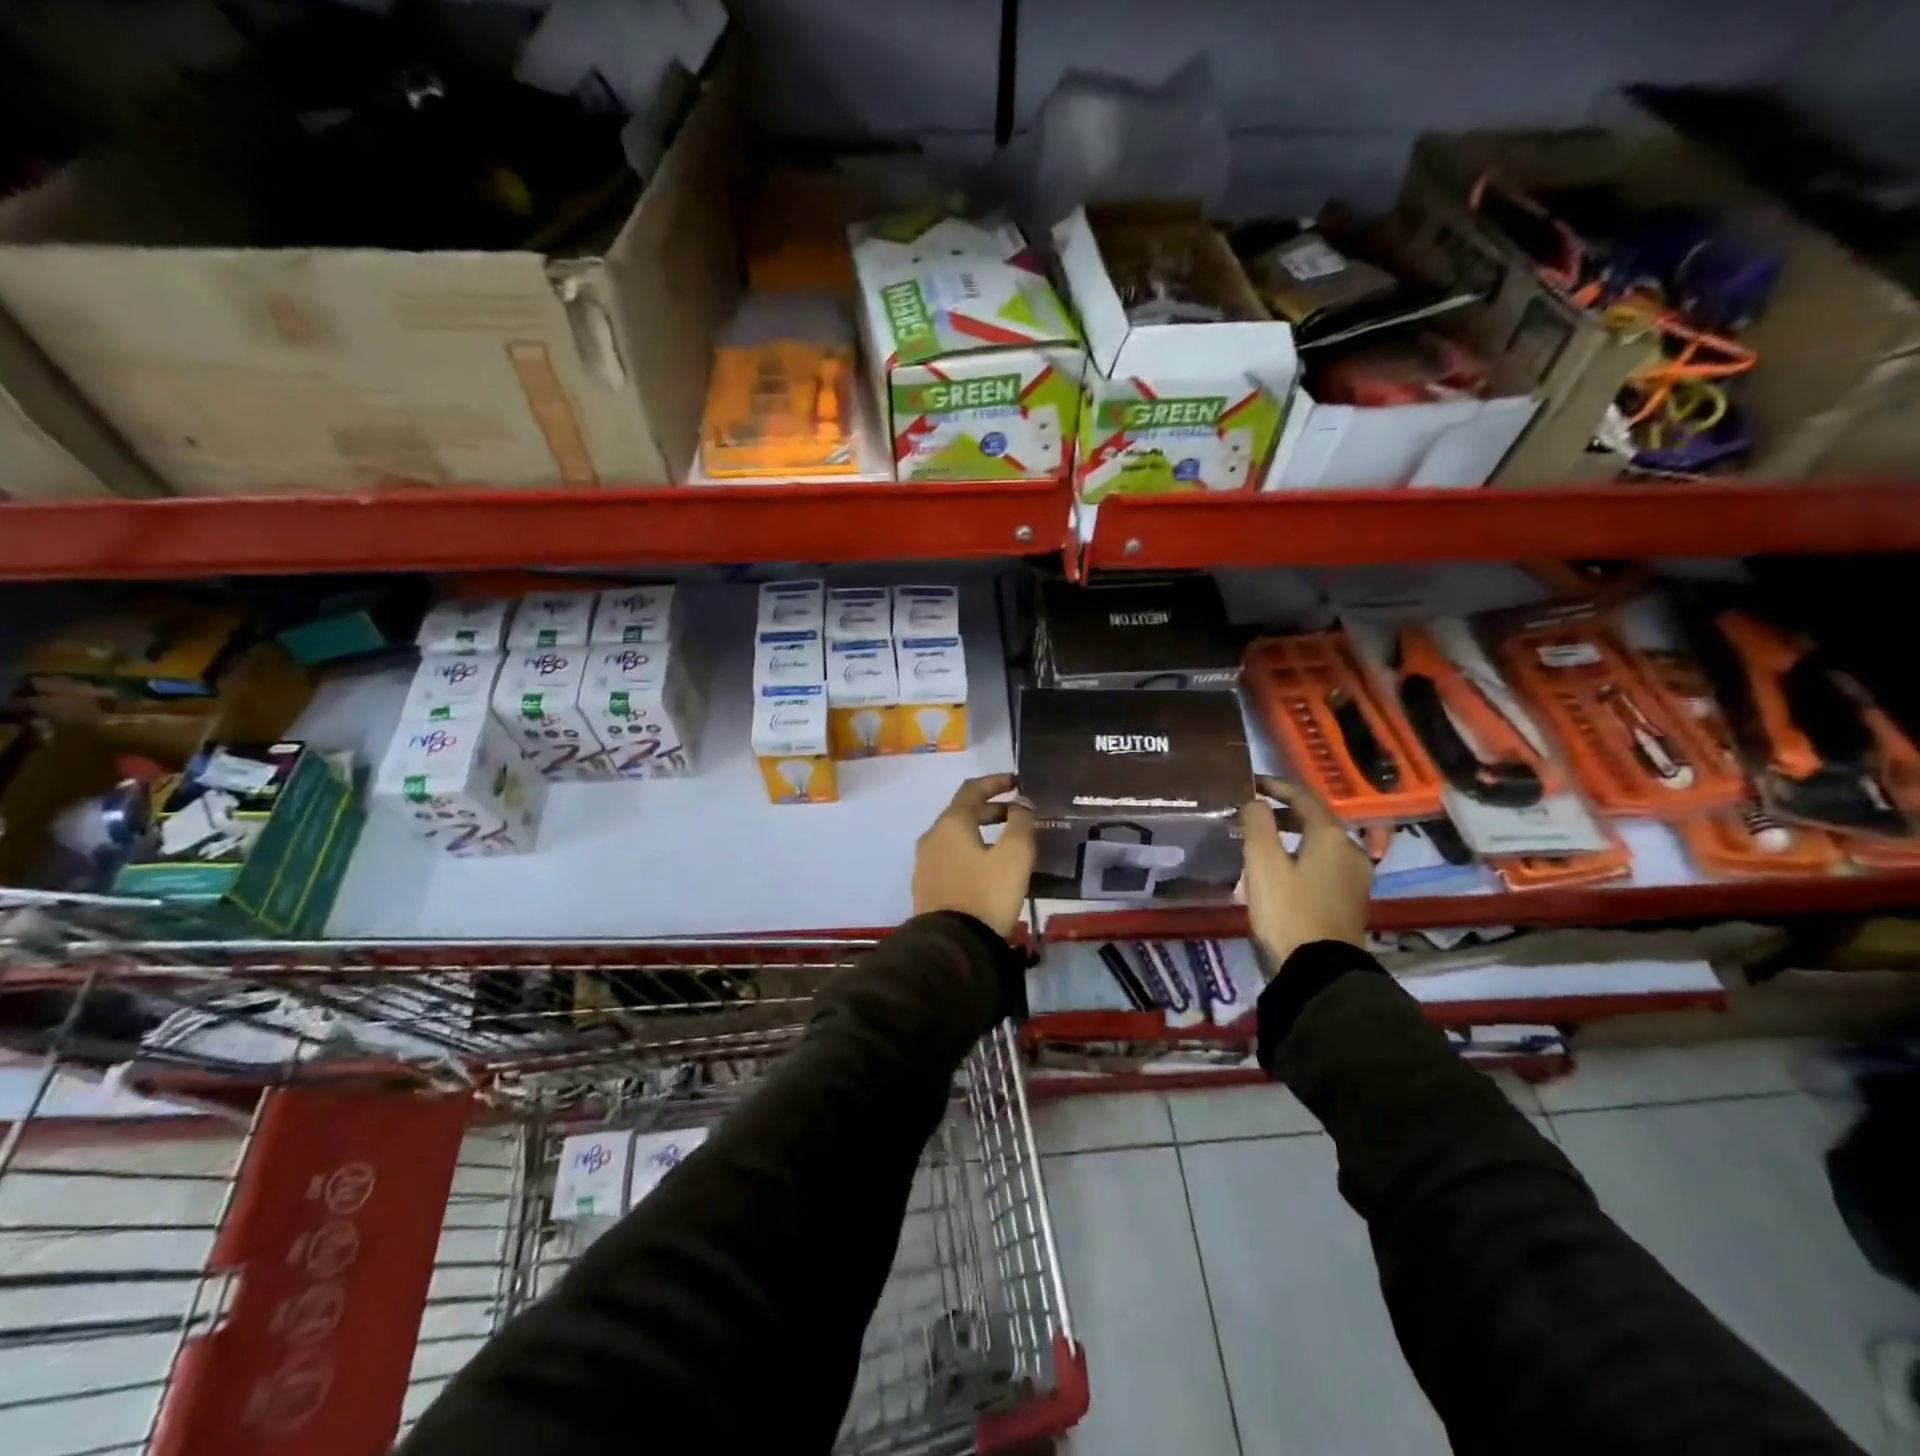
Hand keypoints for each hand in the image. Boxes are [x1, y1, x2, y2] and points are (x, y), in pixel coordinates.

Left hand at [912, 774, 1035, 938]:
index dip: (995, 782)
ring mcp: (925, 862)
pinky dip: (970, 851)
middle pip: (962, 812)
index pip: (972, 789)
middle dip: (991, 809)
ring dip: (981, 831)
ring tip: (1006, 843)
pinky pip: (950, 857)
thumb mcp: (1014, 856)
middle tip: (1018, 815)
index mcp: (951, 823)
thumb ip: (1021, 824)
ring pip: (956, 836)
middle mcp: (932, 837)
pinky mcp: (926, 886)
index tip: (1017, 783)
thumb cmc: (986, 893)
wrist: (952, 945)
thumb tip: (1021, 807)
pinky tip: (987, 867)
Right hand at [1238, 775, 1371, 974]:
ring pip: (1319, 843)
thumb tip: (1254, 801)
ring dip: (1291, 835)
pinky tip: (1281, 869)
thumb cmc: (1287, 910)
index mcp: (1332, 836)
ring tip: (1261, 840)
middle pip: (1314, 819)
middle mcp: (1351, 850)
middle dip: (1282, 811)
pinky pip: (1323, 864)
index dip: (1274, 786)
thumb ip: (1256, 823)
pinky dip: (1301, 855)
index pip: (1303, 797)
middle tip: (1251, 812)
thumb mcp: (1262, 863)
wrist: (1319, 970)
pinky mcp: (1350, 899)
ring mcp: (1355, 877)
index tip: (1249, 783)